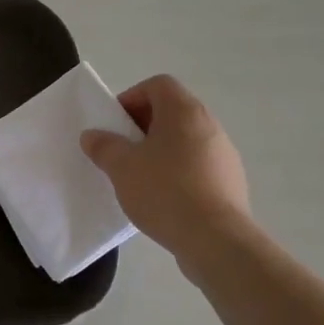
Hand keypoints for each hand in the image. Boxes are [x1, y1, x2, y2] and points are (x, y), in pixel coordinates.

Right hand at [81, 75, 250, 266]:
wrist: (215, 239)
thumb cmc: (165, 191)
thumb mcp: (121, 167)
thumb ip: (104, 146)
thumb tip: (92, 135)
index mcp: (184, 112)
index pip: (158, 85)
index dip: (132, 97)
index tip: (115, 124)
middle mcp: (209, 125)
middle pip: (172, 112)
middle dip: (142, 127)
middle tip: (122, 151)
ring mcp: (224, 154)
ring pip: (185, 140)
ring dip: (160, 151)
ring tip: (140, 178)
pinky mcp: (230, 182)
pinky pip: (198, 166)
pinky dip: (178, 173)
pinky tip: (163, 199)